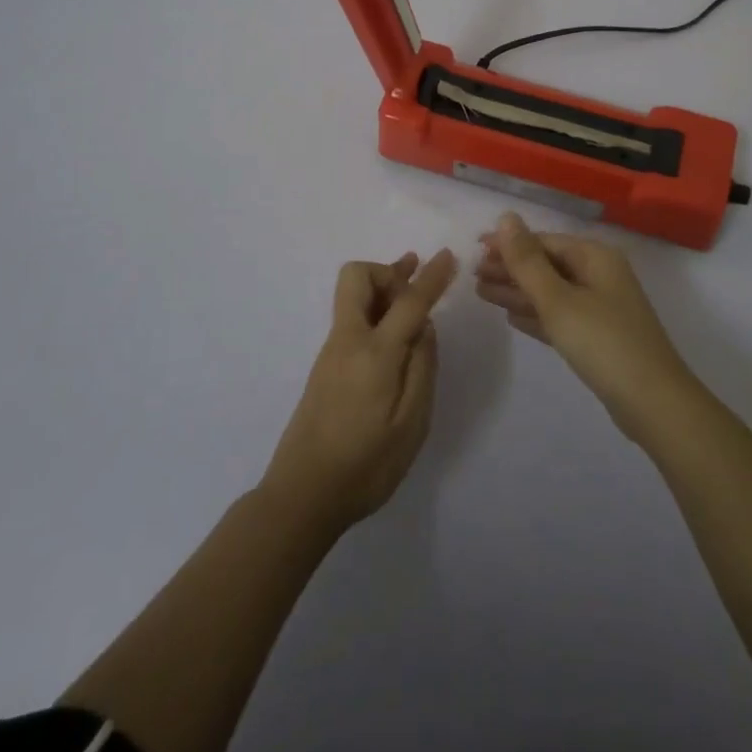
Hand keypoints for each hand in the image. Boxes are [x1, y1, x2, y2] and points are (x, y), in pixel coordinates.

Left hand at [261, 248, 458, 533]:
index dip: (431, 276)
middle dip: (389, 270)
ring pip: (354, 296)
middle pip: (357, 277)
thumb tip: (423, 327)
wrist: (302, 496)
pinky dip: (375, 310)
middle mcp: (347, 340)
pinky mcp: (326, 367)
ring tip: (412, 290)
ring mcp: (332, 352)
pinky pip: (352, 318)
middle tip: (416, 278)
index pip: (408, 301)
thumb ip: (422, 368)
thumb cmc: (365, 465)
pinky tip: (394, 333)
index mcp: (374, 352)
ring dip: (383, 287)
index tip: (449, 255)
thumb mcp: (411, 423)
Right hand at [477, 213, 695, 436]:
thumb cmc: (602, 342)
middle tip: (472, 276)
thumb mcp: (558, 299)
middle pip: (547, 265)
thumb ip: (528, 260)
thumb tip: (507, 217)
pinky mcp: (599, 337)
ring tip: (481, 293)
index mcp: (595, 257)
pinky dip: (536, 314)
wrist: (653, 403)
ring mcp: (601, 307)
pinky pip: (560, 316)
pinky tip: (511, 317)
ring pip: (551, 292)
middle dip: (511, 269)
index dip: (508, 245)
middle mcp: (600, 275)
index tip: (474, 249)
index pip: (543, 241)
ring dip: (518, 292)